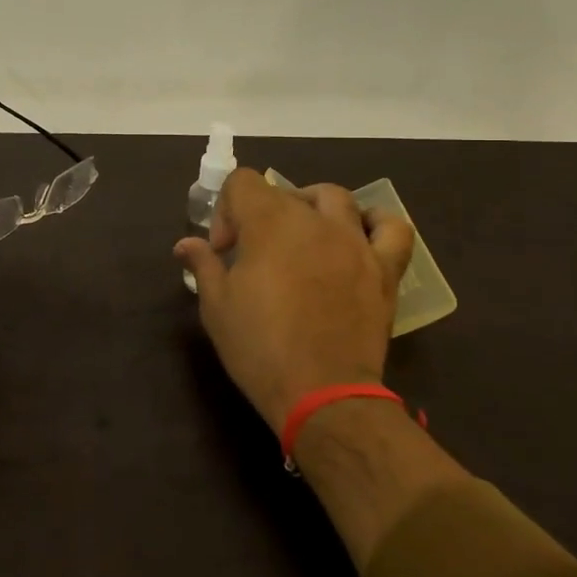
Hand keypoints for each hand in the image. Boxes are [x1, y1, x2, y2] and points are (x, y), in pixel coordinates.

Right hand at [174, 170, 415, 432]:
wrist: (322, 394)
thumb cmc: (259, 347)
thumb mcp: (216, 306)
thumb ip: (203, 265)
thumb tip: (185, 245)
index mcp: (268, 223)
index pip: (241, 182)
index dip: (226, 210)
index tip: (224, 250)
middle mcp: (313, 220)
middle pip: (284, 193)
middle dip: (260, 217)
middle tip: (252, 258)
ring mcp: (354, 242)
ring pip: (335, 198)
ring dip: (312, 208)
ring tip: (302, 236)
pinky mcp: (384, 269)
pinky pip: (392, 229)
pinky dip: (375, 223)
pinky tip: (359, 237)